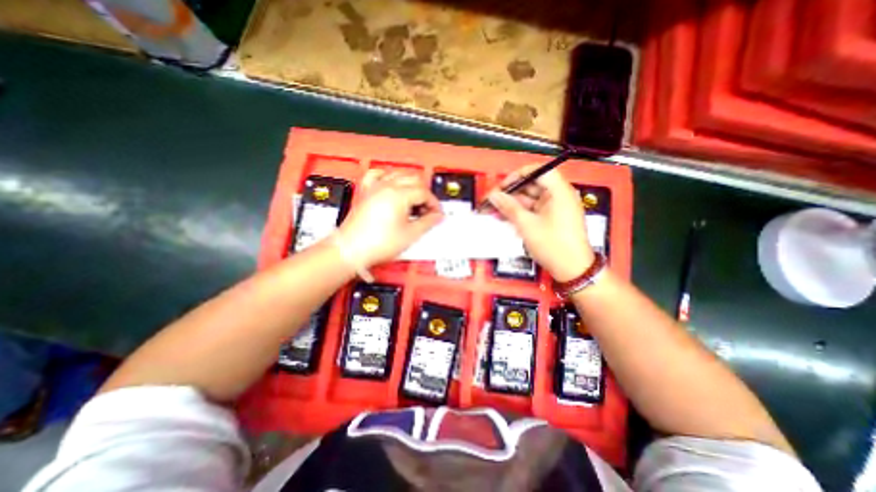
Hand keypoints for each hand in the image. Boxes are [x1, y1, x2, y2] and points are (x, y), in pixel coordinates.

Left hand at [336, 168, 444, 268]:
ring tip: (414, 199)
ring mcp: (375, 188)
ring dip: (411, 184)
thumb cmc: (376, 244)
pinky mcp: (366, 192)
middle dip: (424, 193)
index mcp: (399, 195)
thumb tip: (437, 216)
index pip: (424, 192)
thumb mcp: (410, 235)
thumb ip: (428, 222)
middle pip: (414, 180)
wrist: (351, 250)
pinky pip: (378, 175)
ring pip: (398, 174)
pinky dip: (388, 176)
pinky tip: (392, 183)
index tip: (436, 213)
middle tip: (427, 208)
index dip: (434, 203)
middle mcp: (386, 186)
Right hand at [489, 165, 591, 279]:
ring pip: (531, 198)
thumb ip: (509, 207)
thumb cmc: (553, 245)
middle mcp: (559, 196)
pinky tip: (507, 217)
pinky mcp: (552, 218)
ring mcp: (556, 207)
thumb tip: (494, 195)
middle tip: (494, 200)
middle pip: (532, 185)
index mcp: (559, 191)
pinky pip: (534, 209)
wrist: (572, 270)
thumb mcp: (527, 225)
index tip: (502, 186)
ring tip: (496, 210)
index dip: (517, 176)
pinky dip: (521, 212)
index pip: (537, 171)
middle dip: (512, 192)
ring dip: (514, 204)